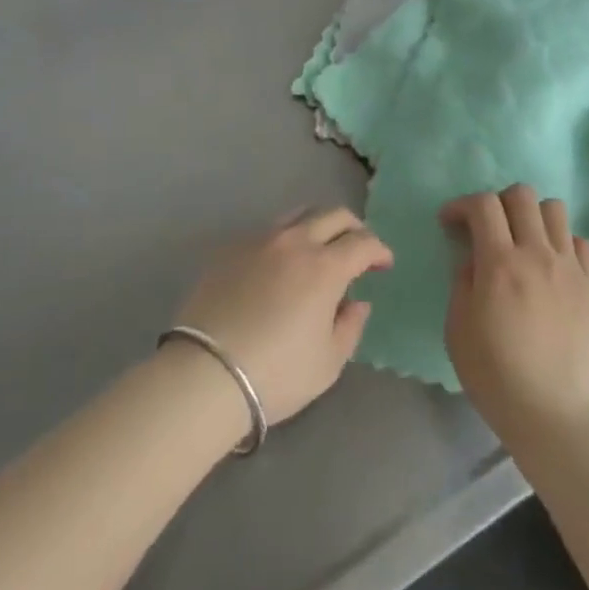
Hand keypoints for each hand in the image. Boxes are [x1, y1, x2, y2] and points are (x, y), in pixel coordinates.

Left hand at [171, 207, 391, 424]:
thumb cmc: (276, 374)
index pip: (362, 243)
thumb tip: (357, 302)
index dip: (378, 250)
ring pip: (299, 215)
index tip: (383, 264)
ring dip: (318, 226)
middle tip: (358, 249)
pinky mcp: (231, 249)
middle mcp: (295, 241)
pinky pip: (267, 231)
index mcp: (325, 266)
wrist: (205, 373)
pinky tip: (280, 265)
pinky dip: (285, 240)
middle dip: (353, 228)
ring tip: (319, 249)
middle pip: (333, 215)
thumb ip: (350, 327)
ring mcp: (260, 240)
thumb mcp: (327, 363)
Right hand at [442, 185, 588, 445]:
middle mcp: (537, 254)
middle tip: (487, 228)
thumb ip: (462, 282)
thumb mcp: (458, 329)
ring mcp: (569, 268)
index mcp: (500, 263)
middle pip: (521, 195)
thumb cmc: (496, 376)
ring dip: (532, 216)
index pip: (483, 205)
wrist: (555, 416)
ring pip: (554, 209)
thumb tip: (472, 258)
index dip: (461, 205)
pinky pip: (580, 242)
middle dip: (497, 202)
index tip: (450, 223)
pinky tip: (550, 265)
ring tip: (522, 241)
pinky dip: (561, 242)